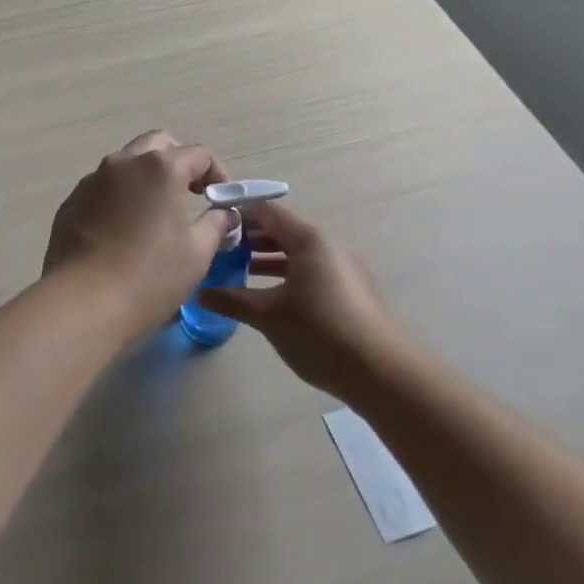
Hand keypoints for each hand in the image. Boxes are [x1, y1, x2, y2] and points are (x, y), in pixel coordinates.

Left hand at [43, 131, 234, 331]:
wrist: (83, 302)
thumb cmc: (150, 276)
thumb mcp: (198, 254)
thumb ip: (216, 225)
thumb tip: (224, 214)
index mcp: (160, 168)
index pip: (198, 153)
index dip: (216, 172)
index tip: (220, 197)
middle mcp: (124, 163)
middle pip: (158, 144)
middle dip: (178, 161)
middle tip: (190, 192)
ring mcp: (92, 180)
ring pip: (126, 163)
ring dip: (145, 177)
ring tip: (154, 213)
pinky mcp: (71, 201)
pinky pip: (102, 187)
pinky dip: (119, 196)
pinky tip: (122, 230)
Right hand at [196, 201, 409, 402]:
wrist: (383, 373)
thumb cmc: (320, 332)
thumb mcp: (268, 316)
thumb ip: (232, 300)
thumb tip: (199, 292)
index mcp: (307, 239)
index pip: (265, 211)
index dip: (236, 213)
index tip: (210, 223)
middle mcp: (326, 246)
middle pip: (281, 230)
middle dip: (248, 238)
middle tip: (217, 249)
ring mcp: (341, 268)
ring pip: (295, 253)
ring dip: (266, 258)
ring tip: (236, 271)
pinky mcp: (349, 291)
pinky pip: (309, 271)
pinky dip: (285, 275)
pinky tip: (268, 297)